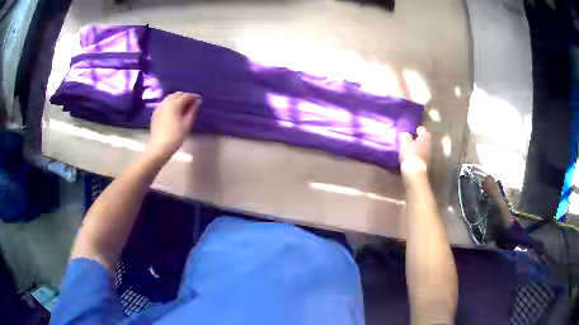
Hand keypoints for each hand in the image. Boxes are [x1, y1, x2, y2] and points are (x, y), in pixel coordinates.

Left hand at [146, 92, 200, 160]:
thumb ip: (193, 110)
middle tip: (192, 103)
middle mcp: (166, 102)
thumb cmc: (176, 136)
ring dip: (178, 99)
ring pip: (170, 98)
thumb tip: (198, 101)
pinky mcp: (156, 113)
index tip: (200, 100)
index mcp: (175, 103)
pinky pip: (165, 104)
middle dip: (185, 96)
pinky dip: (171, 104)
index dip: (194, 96)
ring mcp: (159, 107)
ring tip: (184, 106)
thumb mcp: (187, 124)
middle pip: (177, 94)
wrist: (159, 147)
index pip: (186, 95)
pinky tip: (174, 111)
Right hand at [399, 126, 429, 175]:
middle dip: (419, 138)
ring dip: (418, 147)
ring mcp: (429, 154)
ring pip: (424, 147)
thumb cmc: (410, 154)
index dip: (417, 129)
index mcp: (424, 137)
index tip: (411, 131)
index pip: (422, 129)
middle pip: (424, 138)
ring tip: (410, 149)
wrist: (415, 173)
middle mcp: (429, 144)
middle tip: (411, 139)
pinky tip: (412, 157)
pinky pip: (422, 155)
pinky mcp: (426, 163)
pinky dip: (418, 154)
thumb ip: (405, 136)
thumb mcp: (404, 142)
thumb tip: (407, 135)